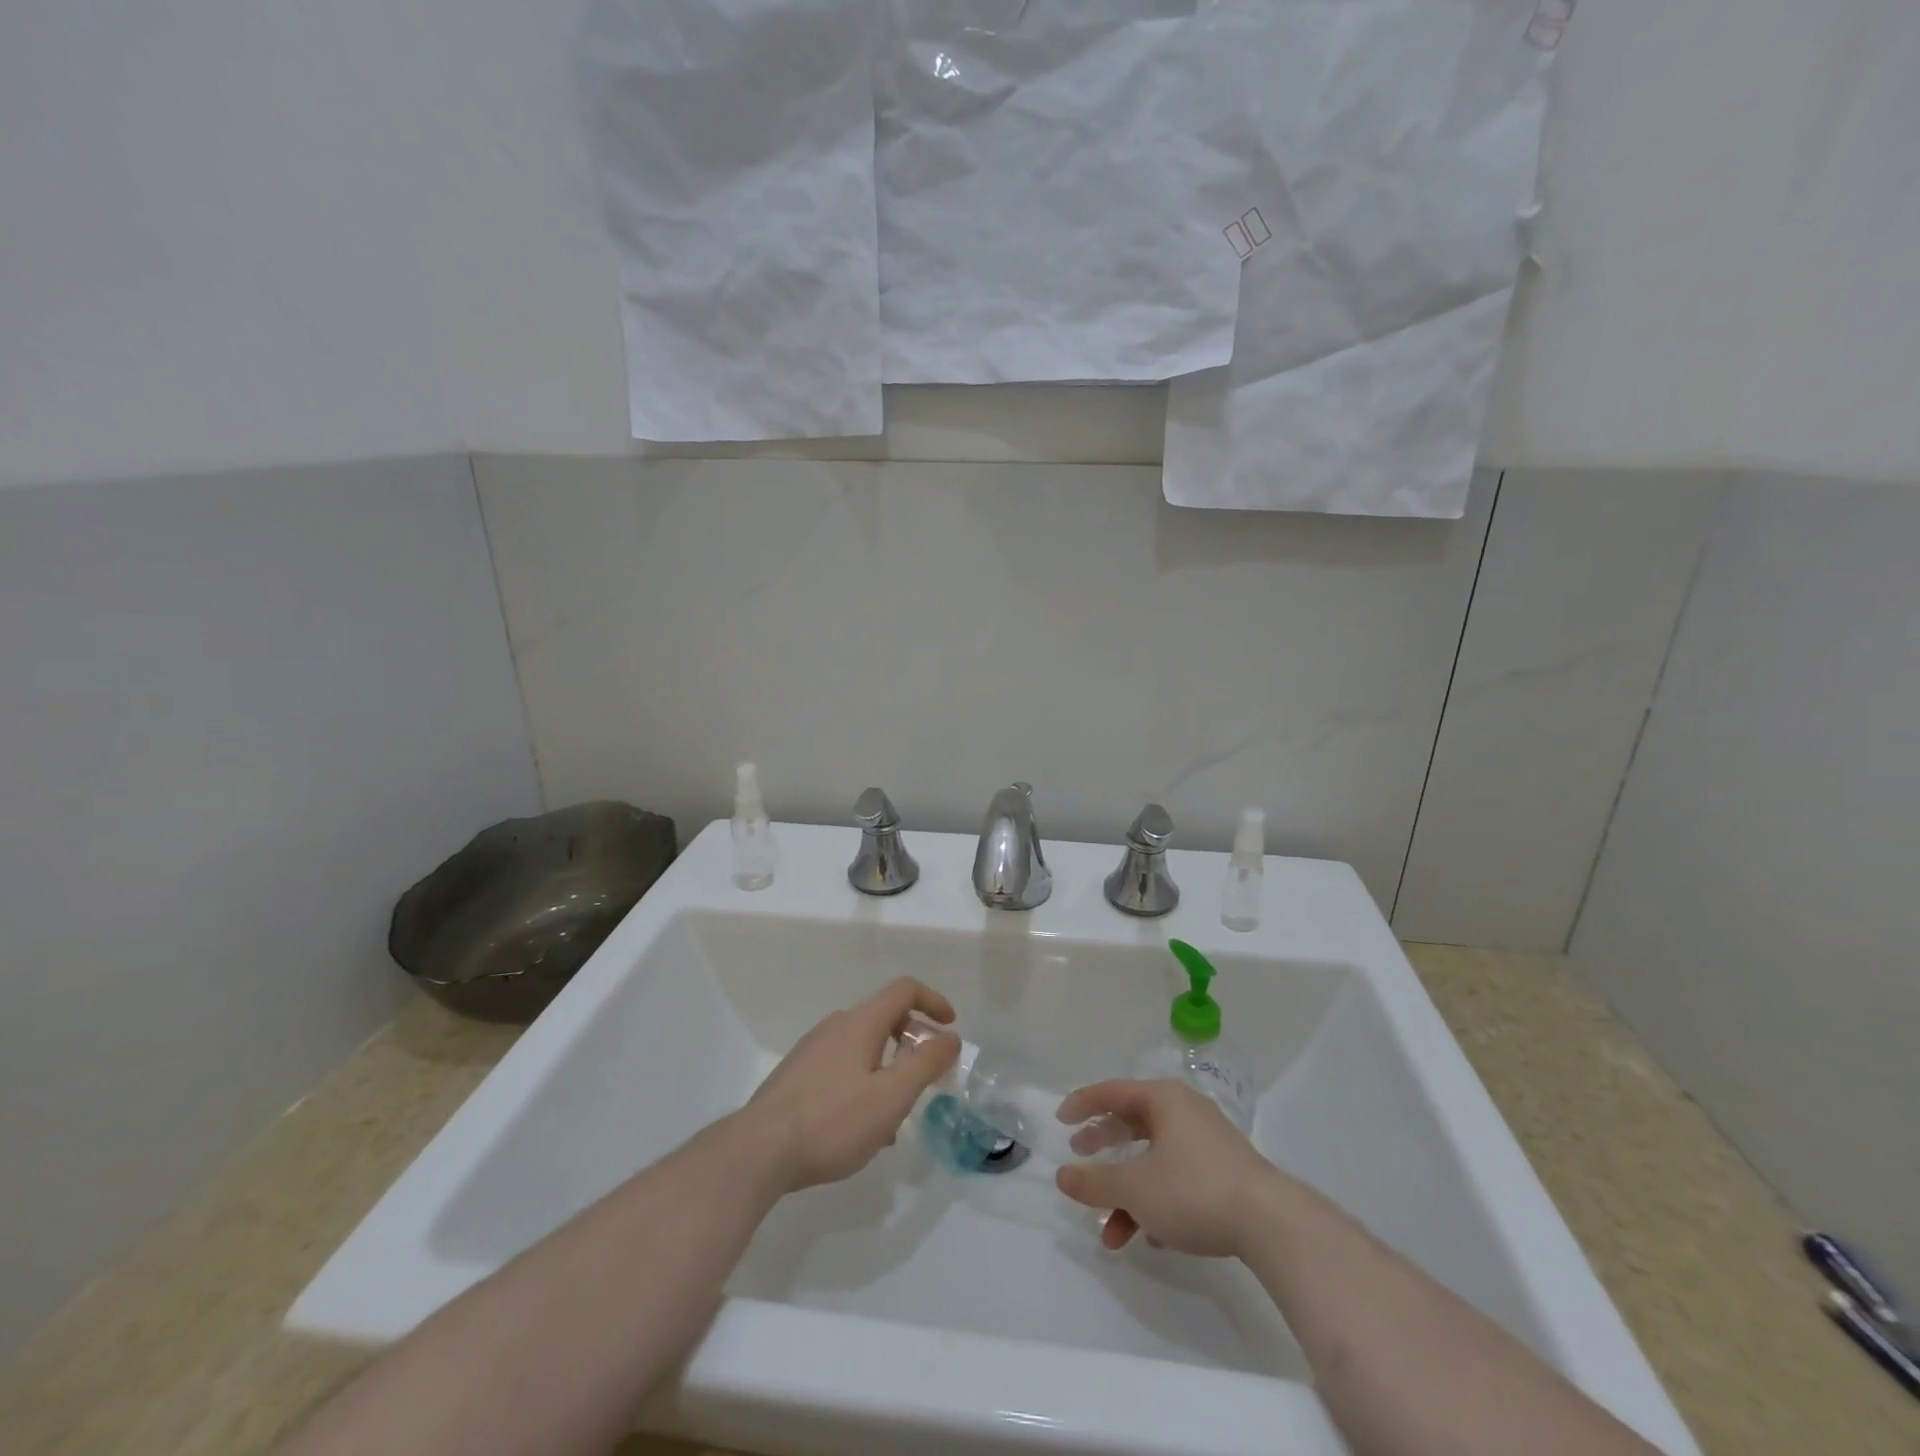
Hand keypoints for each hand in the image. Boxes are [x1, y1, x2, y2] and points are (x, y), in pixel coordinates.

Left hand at [741, 977, 959, 1193]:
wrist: (758, 1151)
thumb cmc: (833, 1121)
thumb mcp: (891, 1096)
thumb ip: (925, 1064)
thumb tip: (951, 1037)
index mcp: (861, 1022)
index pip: (904, 990)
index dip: (933, 1001)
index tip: (950, 1027)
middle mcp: (836, 1026)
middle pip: (884, 1017)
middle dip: (913, 1041)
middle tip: (928, 1076)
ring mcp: (812, 1049)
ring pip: (863, 1047)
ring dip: (889, 1068)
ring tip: (897, 1114)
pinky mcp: (797, 1075)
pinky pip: (843, 1067)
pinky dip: (865, 1082)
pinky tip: (863, 1127)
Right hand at [1054, 1079, 1279, 1256]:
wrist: (1272, 1224)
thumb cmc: (1193, 1190)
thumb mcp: (1134, 1189)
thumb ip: (1094, 1182)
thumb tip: (1062, 1175)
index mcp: (1163, 1100)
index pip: (1112, 1092)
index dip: (1083, 1104)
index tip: (1061, 1121)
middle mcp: (1185, 1112)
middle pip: (1133, 1123)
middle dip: (1104, 1147)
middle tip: (1079, 1159)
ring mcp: (1208, 1143)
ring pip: (1154, 1161)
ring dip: (1128, 1194)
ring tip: (1110, 1232)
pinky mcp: (1225, 1174)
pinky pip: (1178, 1180)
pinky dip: (1157, 1202)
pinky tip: (1151, 1238)